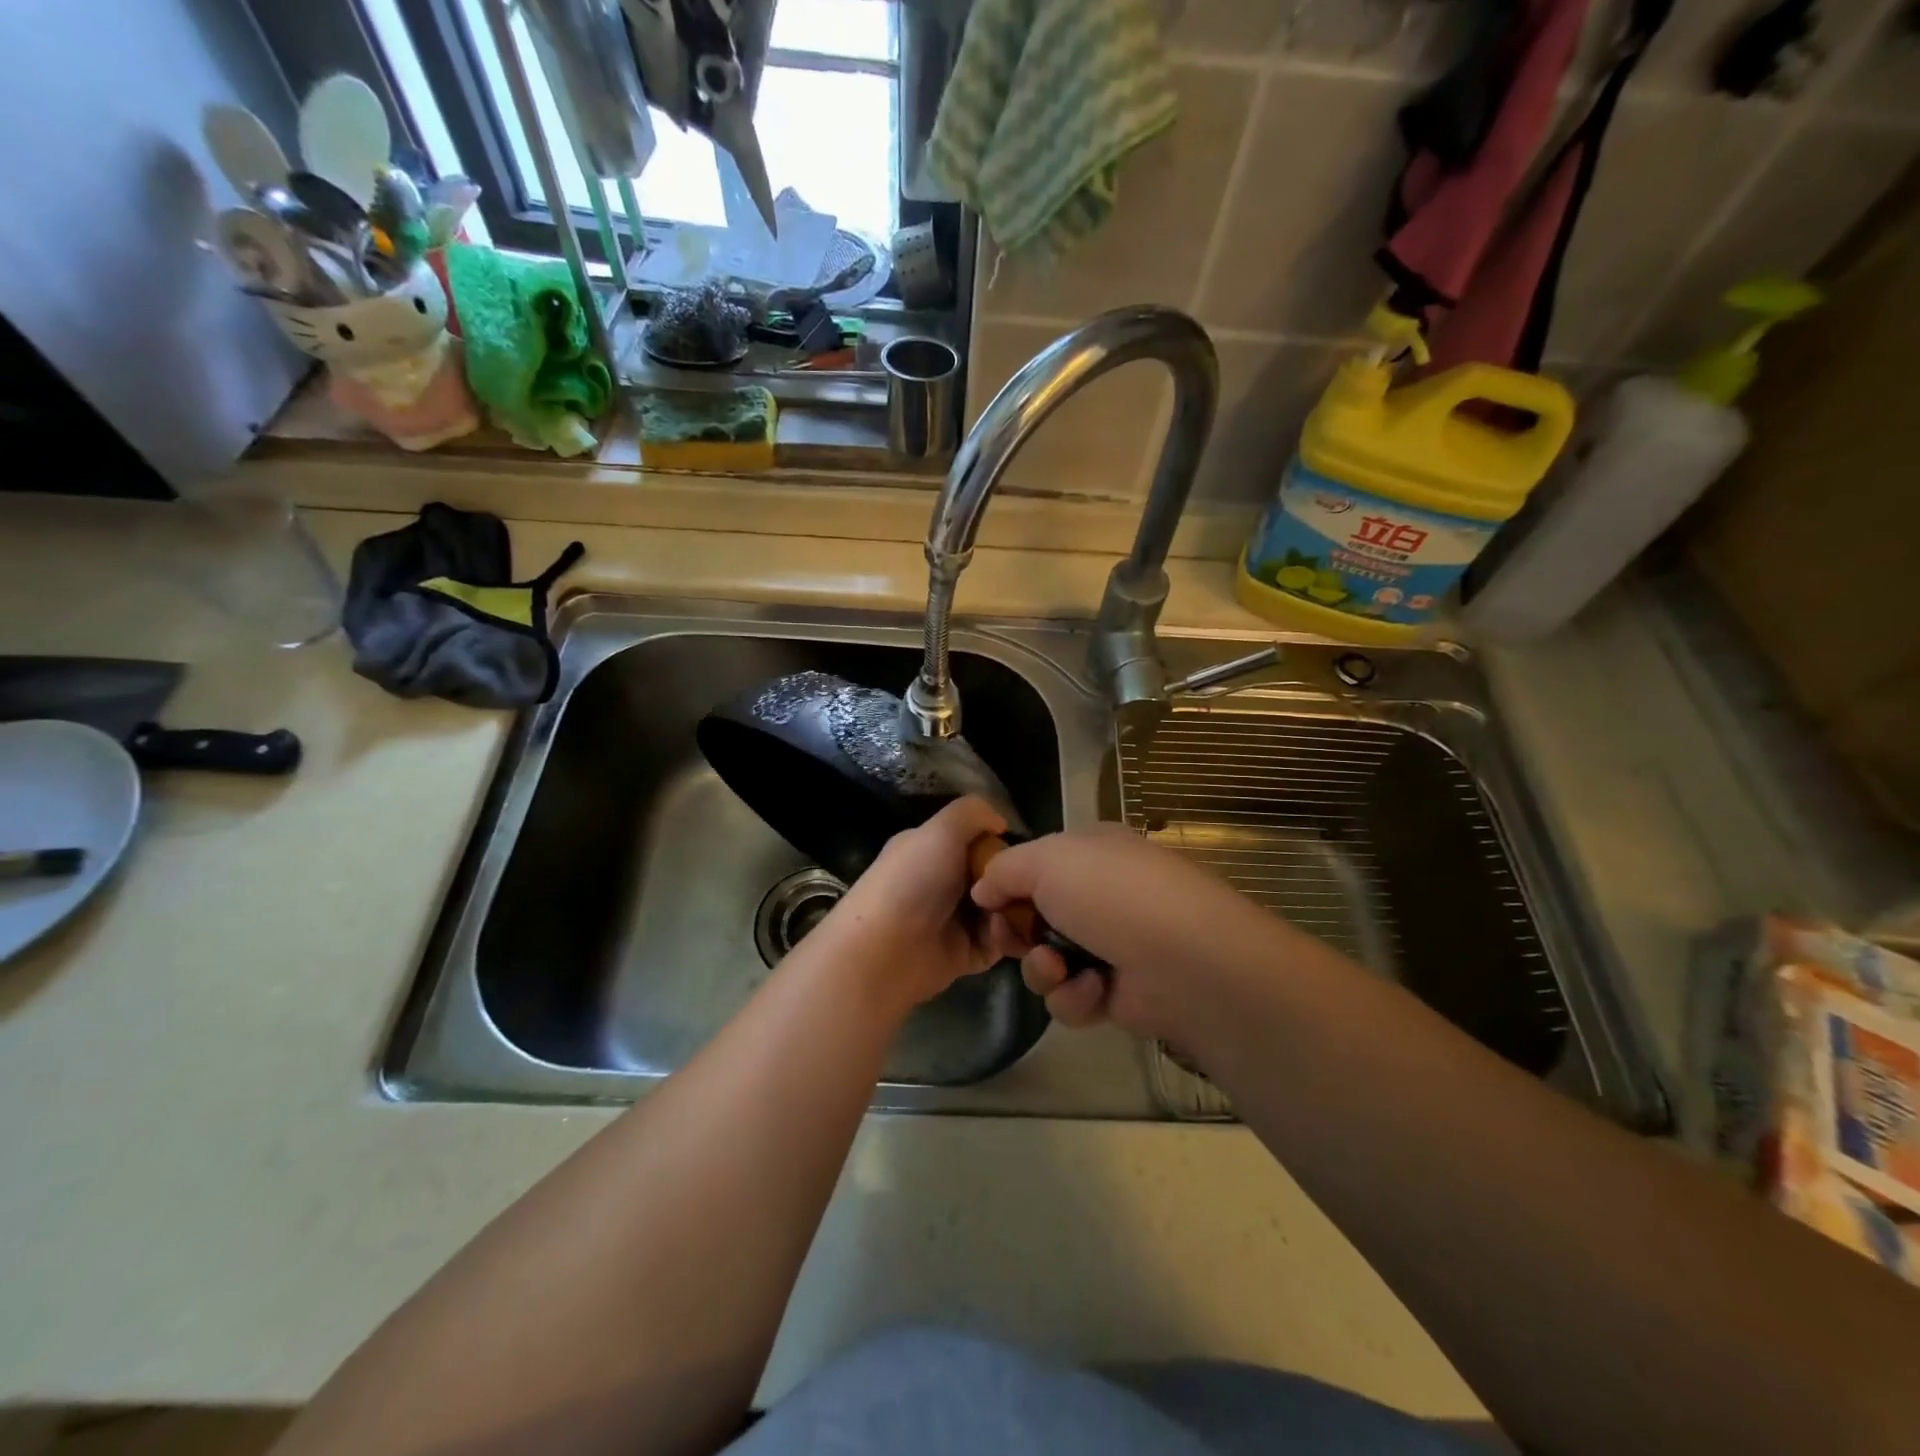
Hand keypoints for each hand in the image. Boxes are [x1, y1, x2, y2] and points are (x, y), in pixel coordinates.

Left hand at [816, 795, 1006, 1016]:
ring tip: (1017, 911)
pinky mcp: (963, 954)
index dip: (998, 845)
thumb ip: (972, 813)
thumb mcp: (940, 830)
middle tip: (1024, 886)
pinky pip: (997, 942)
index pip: (976, 841)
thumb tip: (1000, 823)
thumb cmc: (912, 881)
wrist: (885, 951)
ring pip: (999, 909)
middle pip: (992, 876)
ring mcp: (953, 920)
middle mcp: (942, 883)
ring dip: (1013, 910)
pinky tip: (1009, 933)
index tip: (1016, 853)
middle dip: (1011, 881)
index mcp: (932, 850)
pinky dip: (1006, 938)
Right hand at [972, 825, 1300, 1045]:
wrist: (1186, 962)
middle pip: (1035, 916)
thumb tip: (983, 888)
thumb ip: (1004, 869)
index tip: (986, 903)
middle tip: (1011, 939)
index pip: (1036, 864)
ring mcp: (1112, 945)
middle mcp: (1102, 895)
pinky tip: (1096, 990)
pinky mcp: (1119, 994)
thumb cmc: (1113, 894)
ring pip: (1048, 961)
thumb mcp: (1048, 860)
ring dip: (1044, 968)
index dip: (1006, 884)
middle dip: (1018, 932)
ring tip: (1058, 968)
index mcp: (1092, 852)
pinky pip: (1073, 996)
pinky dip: (1076, 996)